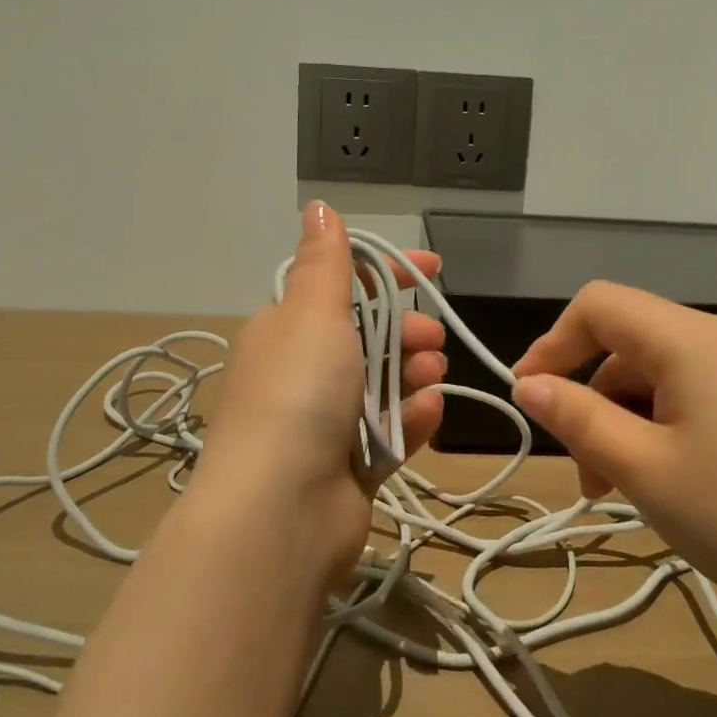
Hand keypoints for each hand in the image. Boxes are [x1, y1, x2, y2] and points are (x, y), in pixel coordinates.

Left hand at [189, 203, 446, 585]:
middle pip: (369, 337)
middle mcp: (302, 372)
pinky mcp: (350, 465)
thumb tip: (318, 207)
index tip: (434, 268)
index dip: (389, 273)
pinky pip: (391, 431)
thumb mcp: (312, 312)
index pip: (342, 287)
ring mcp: (325, 422)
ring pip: (384, 383)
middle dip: (408, 330)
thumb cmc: (298, 393)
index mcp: (286, 329)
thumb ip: (325, 262)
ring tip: (432, 375)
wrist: (281, 509)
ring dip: (414, 372)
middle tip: (432, 338)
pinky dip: (412, 418)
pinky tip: (429, 412)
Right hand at [510, 282, 716, 637]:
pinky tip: (673, 484)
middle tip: (583, 472)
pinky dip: (666, 429)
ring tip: (624, 490)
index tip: (528, 398)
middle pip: (631, 343)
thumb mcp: (643, 469)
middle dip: (591, 398)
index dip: (552, 343)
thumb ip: (578, 417)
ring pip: (664, 376)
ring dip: (627, 421)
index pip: (599, 305)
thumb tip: (529, 385)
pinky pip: (701, 398)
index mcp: (690, 339)